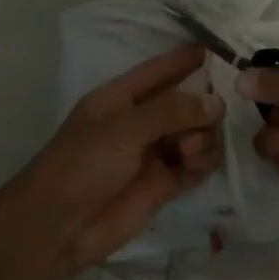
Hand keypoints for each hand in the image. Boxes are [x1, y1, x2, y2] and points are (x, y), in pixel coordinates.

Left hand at [0, 45, 222, 279]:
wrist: (57, 228)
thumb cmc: (82, 165)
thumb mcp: (123, 128)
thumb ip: (171, 111)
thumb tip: (217, 103)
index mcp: (121, 98)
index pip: (160, 70)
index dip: (187, 59)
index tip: (222, 51)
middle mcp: (140, 121)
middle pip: (186, 103)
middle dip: (202, 106)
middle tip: (206, 120)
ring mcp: (153, 153)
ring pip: (196, 133)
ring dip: (202, 138)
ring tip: (190, 152)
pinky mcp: (163, 185)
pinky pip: (196, 164)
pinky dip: (203, 162)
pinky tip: (197, 165)